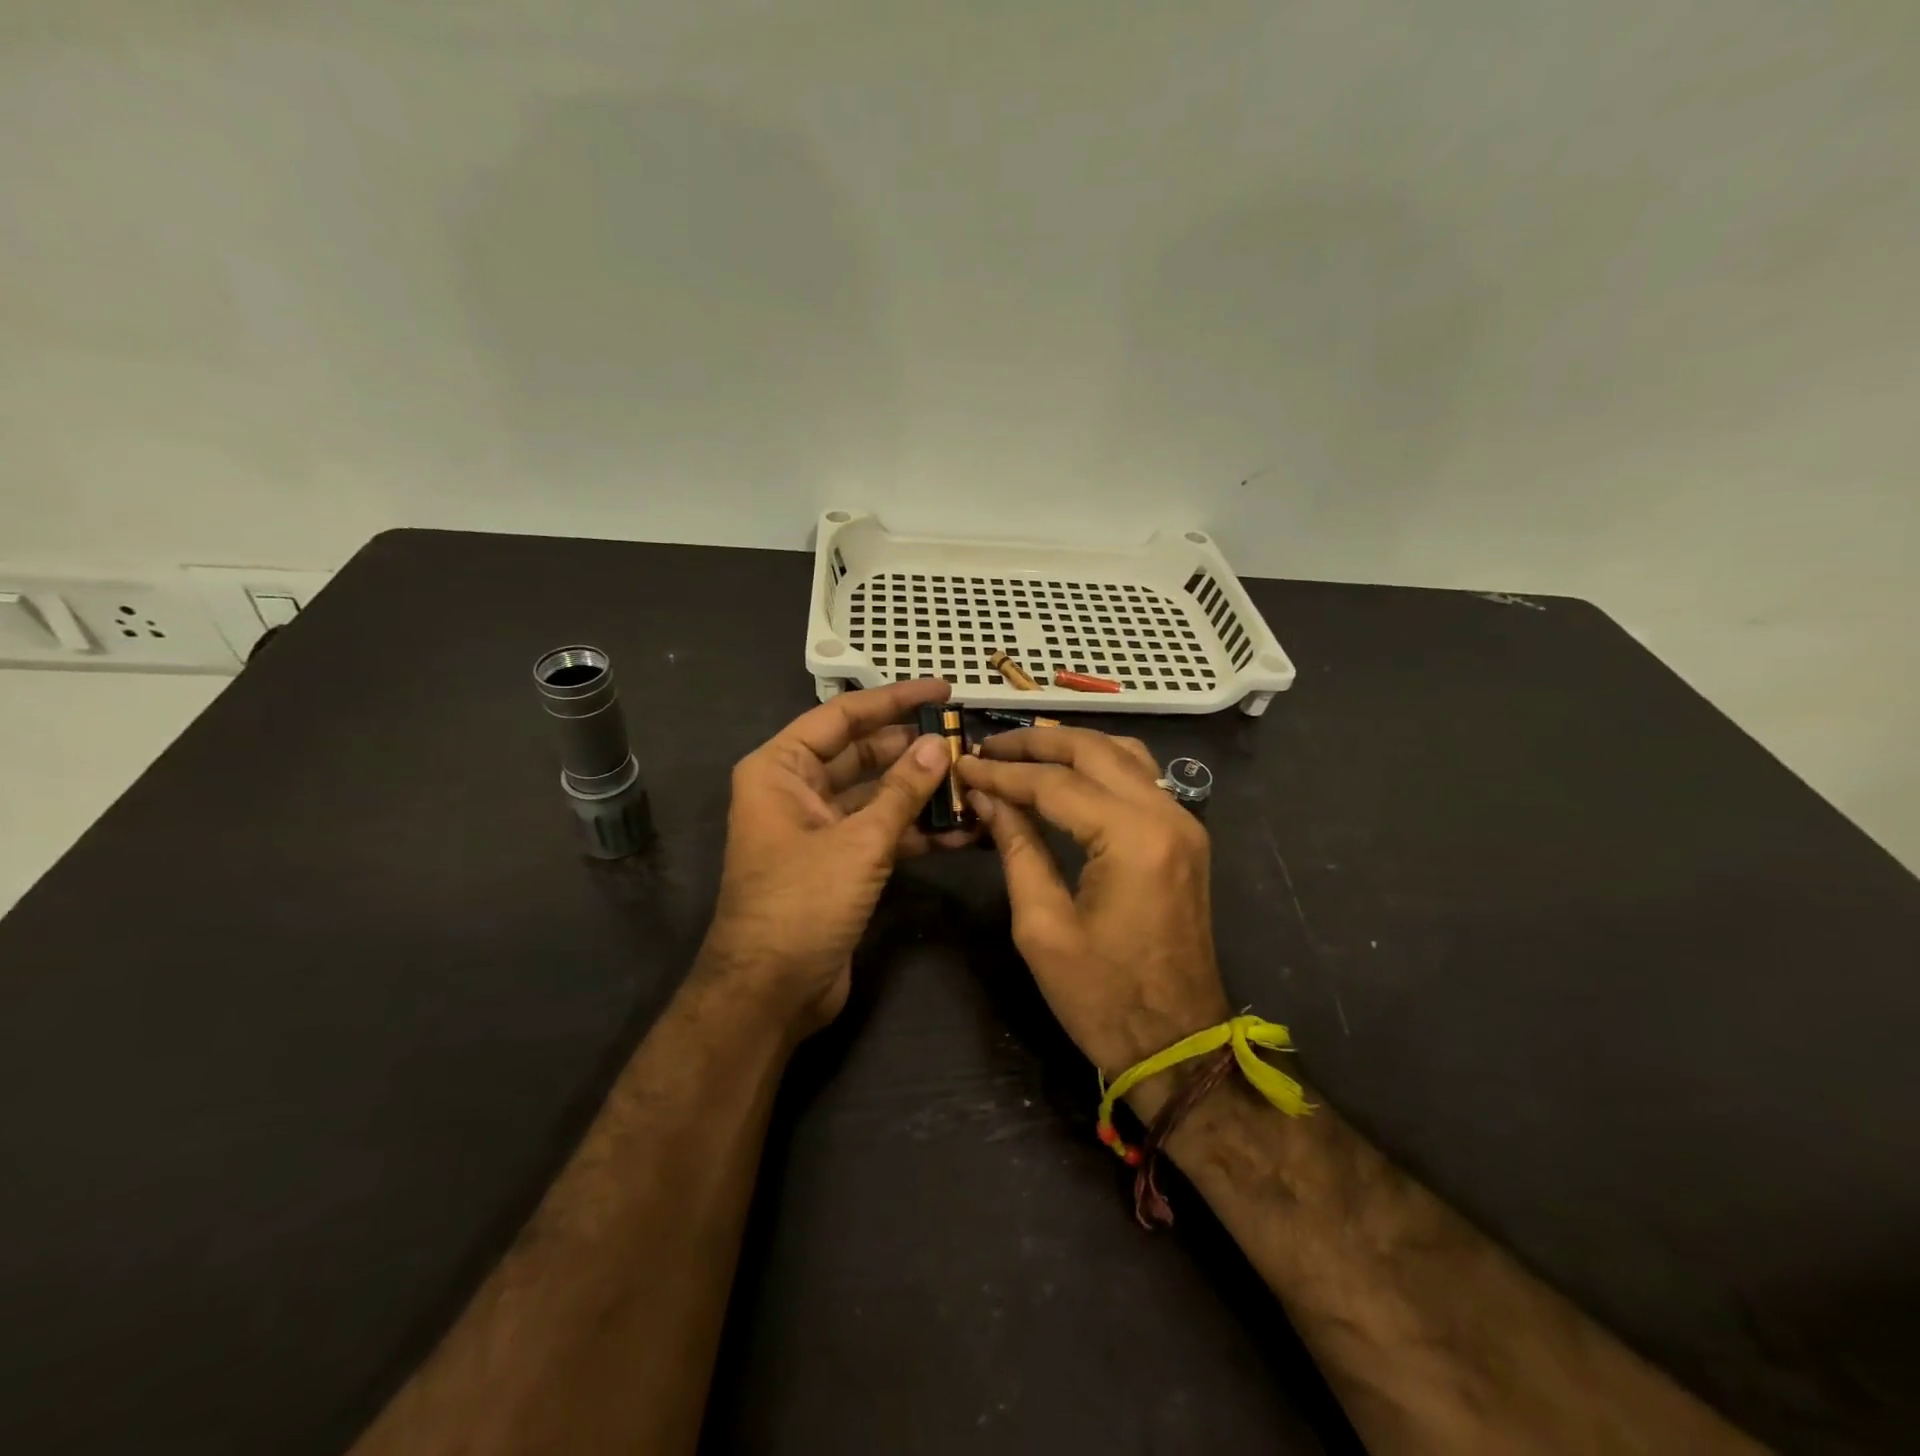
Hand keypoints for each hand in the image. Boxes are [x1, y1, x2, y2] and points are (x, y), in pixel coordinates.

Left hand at [698, 679, 966, 1038]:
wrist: (771, 993)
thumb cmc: (802, 904)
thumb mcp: (858, 842)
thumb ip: (902, 792)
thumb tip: (937, 746)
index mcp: (781, 769)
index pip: (842, 717)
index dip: (894, 700)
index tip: (942, 691)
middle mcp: (796, 791)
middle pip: (863, 754)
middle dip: (914, 750)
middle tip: (966, 740)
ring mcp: (819, 828)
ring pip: (877, 795)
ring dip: (921, 792)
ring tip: (973, 782)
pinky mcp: (840, 862)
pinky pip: (881, 832)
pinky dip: (916, 831)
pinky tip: (962, 832)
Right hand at [957, 729, 1230, 1086]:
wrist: (1178, 1045)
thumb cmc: (1103, 997)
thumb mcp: (1042, 927)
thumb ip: (1017, 848)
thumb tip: (988, 798)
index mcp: (1132, 838)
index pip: (1055, 783)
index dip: (1003, 773)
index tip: (963, 764)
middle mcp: (1166, 815)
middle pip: (1094, 750)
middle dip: (1036, 743)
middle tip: (988, 745)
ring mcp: (1183, 823)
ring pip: (1123, 754)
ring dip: (1071, 747)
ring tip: (1021, 753)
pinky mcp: (1185, 837)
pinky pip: (1139, 779)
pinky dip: (1099, 765)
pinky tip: (1066, 775)